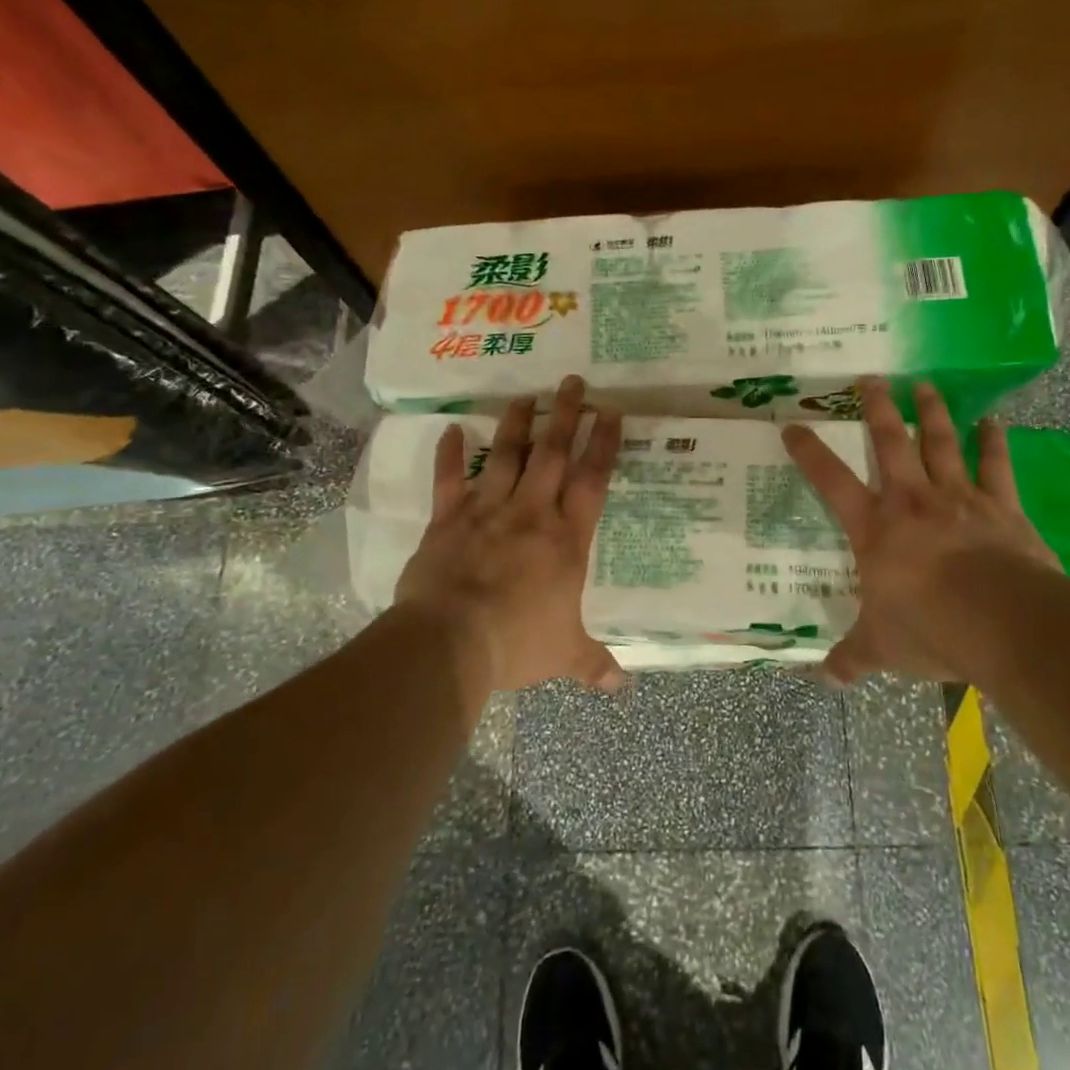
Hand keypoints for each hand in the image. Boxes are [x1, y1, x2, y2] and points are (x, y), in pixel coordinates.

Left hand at [396, 375, 625, 693]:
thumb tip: (622, 687)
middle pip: (552, 454)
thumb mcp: (564, 655)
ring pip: (506, 456)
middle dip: (565, 415)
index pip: (592, 481)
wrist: (451, 642)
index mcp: (566, 540)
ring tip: (526, 394)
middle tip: (573, 382)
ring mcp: (487, 511)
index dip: (603, 444)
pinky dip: (450, 454)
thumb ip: (593, 664)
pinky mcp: (448, 520)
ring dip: (517, 423)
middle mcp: (531, 514)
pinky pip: (449, 480)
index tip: (611, 412)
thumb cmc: (517, 644)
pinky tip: (453, 428)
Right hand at [782, 378, 1058, 685]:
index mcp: (874, 528)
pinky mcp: (1002, 507)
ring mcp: (958, 498)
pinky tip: (992, 420)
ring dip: (930, 412)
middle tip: (871, 379)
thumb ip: (852, 657)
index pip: (830, 481)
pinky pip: (996, 466)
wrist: (1000, 620)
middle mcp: (912, 501)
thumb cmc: (927, 627)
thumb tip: (825, 677)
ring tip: (924, 385)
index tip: (792, 425)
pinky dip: (993, 442)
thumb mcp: (880, 647)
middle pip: (890, 443)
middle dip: (877, 409)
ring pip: (940, 442)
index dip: (808, 452)